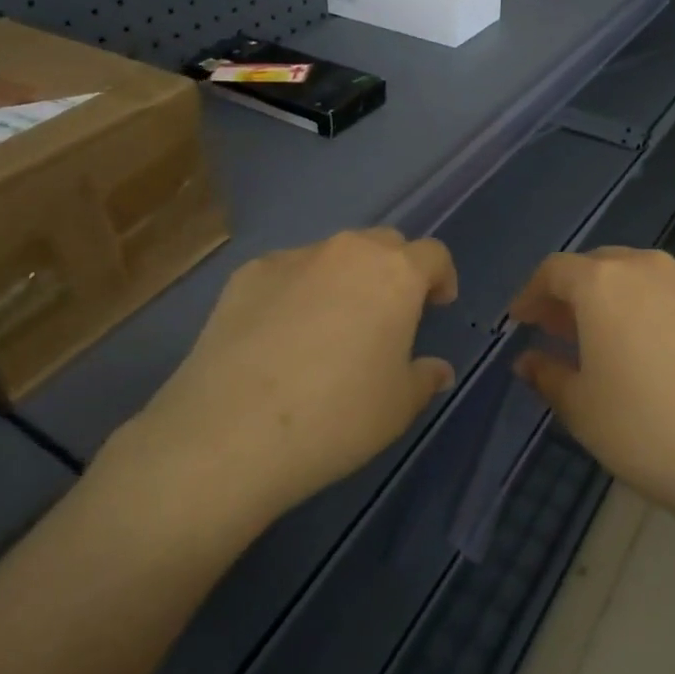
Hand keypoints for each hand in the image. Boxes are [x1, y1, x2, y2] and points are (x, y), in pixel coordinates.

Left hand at [113, 230, 458, 531]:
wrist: (232, 430)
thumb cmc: (337, 417)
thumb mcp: (397, 407)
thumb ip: (424, 378)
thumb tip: (437, 369)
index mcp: (395, 275)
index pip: (433, 254)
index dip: (442, 276)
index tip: (437, 305)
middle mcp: (347, 252)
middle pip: (384, 243)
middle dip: (395, 270)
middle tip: (388, 314)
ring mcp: (293, 258)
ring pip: (333, 255)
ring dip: (345, 278)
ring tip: (330, 326)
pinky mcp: (248, 273)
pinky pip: (287, 272)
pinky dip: (297, 290)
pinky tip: (281, 334)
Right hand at [509, 247, 674, 532]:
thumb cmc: (652, 432)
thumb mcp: (583, 411)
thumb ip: (548, 376)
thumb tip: (529, 360)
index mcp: (604, 283)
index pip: (554, 270)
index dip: (531, 294)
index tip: (521, 321)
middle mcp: (649, 268)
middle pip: (598, 266)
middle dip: (572, 294)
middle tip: (559, 329)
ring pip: (641, 278)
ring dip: (615, 301)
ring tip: (609, 341)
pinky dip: (655, 312)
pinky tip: (661, 354)